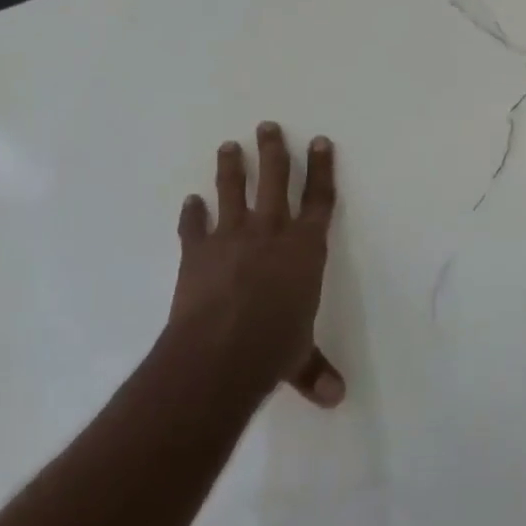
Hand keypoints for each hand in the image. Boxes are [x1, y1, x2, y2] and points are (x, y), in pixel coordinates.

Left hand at [169, 122, 344, 407]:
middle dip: (274, 151)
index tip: (319, 141)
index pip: (319, 200)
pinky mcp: (197, 252)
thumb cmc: (272, 349)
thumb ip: (315, 370)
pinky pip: (194, 226)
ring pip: (233, 191)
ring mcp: (231, 237)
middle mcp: (270, 232)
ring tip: (229, 145)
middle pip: (275, 180)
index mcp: (304, 249)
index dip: (321, 169)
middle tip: (267, 126)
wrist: (217, 354)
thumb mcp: (300, 359)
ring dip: (231, 167)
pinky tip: (189, 202)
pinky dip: (191, 214)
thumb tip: (336, 399)